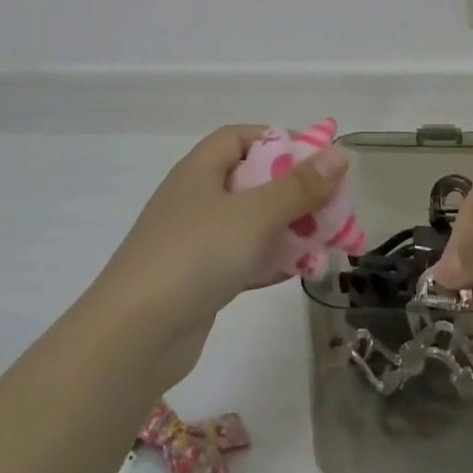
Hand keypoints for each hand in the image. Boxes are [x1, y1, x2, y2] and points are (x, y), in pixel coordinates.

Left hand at [94, 126, 347, 379]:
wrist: (134, 336)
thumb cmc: (194, 256)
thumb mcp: (253, 215)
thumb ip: (298, 187)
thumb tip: (339, 154)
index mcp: (199, 170)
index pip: (239, 136)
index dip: (277, 139)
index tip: (316, 159)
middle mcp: (195, 198)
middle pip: (250, 179)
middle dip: (292, 189)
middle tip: (329, 205)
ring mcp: (194, 240)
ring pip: (249, 222)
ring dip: (285, 228)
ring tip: (325, 240)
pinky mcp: (198, 279)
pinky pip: (242, 258)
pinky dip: (269, 261)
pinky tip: (299, 272)